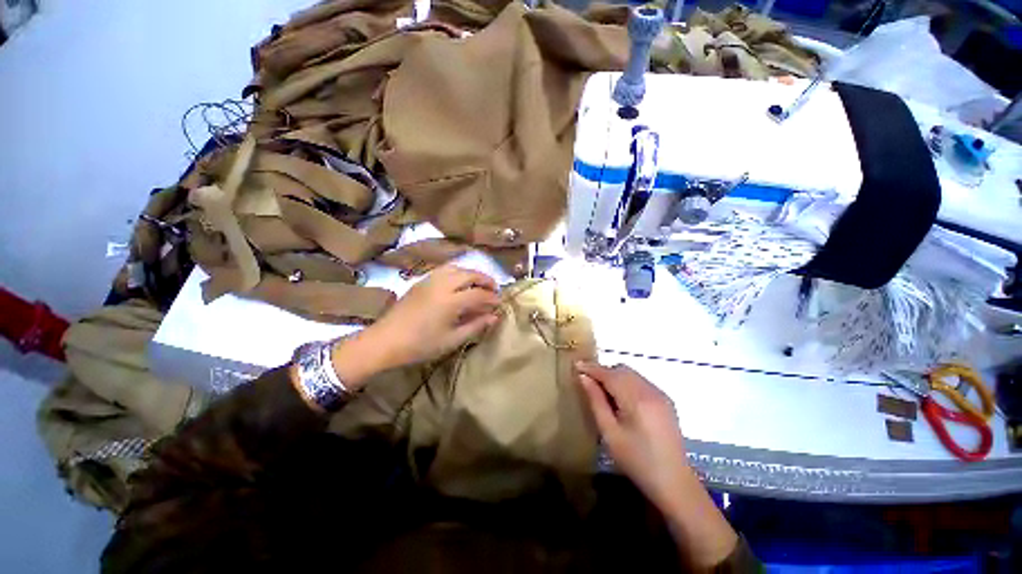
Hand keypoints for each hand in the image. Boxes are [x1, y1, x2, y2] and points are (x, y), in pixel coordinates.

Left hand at [333, 265, 501, 387]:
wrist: (385, 341)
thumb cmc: (420, 345)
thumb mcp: (452, 339)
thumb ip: (475, 326)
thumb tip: (494, 317)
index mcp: (451, 301)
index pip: (479, 294)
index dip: (492, 298)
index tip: (500, 304)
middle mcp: (442, 284)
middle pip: (470, 274)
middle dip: (485, 280)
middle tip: (494, 290)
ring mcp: (430, 280)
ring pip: (457, 268)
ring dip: (471, 274)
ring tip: (478, 285)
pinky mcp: (421, 281)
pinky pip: (444, 270)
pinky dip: (457, 272)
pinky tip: (459, 283)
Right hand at [575, 362, 689, 508]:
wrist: (674, 482)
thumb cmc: (636, 460)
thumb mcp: (610, 433)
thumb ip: (596, 401)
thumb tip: (583, 377)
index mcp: (636, 399)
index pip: (609, 374)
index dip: (592, 368)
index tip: (576, 365)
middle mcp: (650, 391)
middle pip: (622, 370)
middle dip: (603, 371)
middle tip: (588, 382)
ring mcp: (660, 395)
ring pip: (632, 374)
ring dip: (615, 377)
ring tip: (603, 392)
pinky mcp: (666, 401)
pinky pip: (641, 382)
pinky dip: (627, 383)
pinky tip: (622, 400)